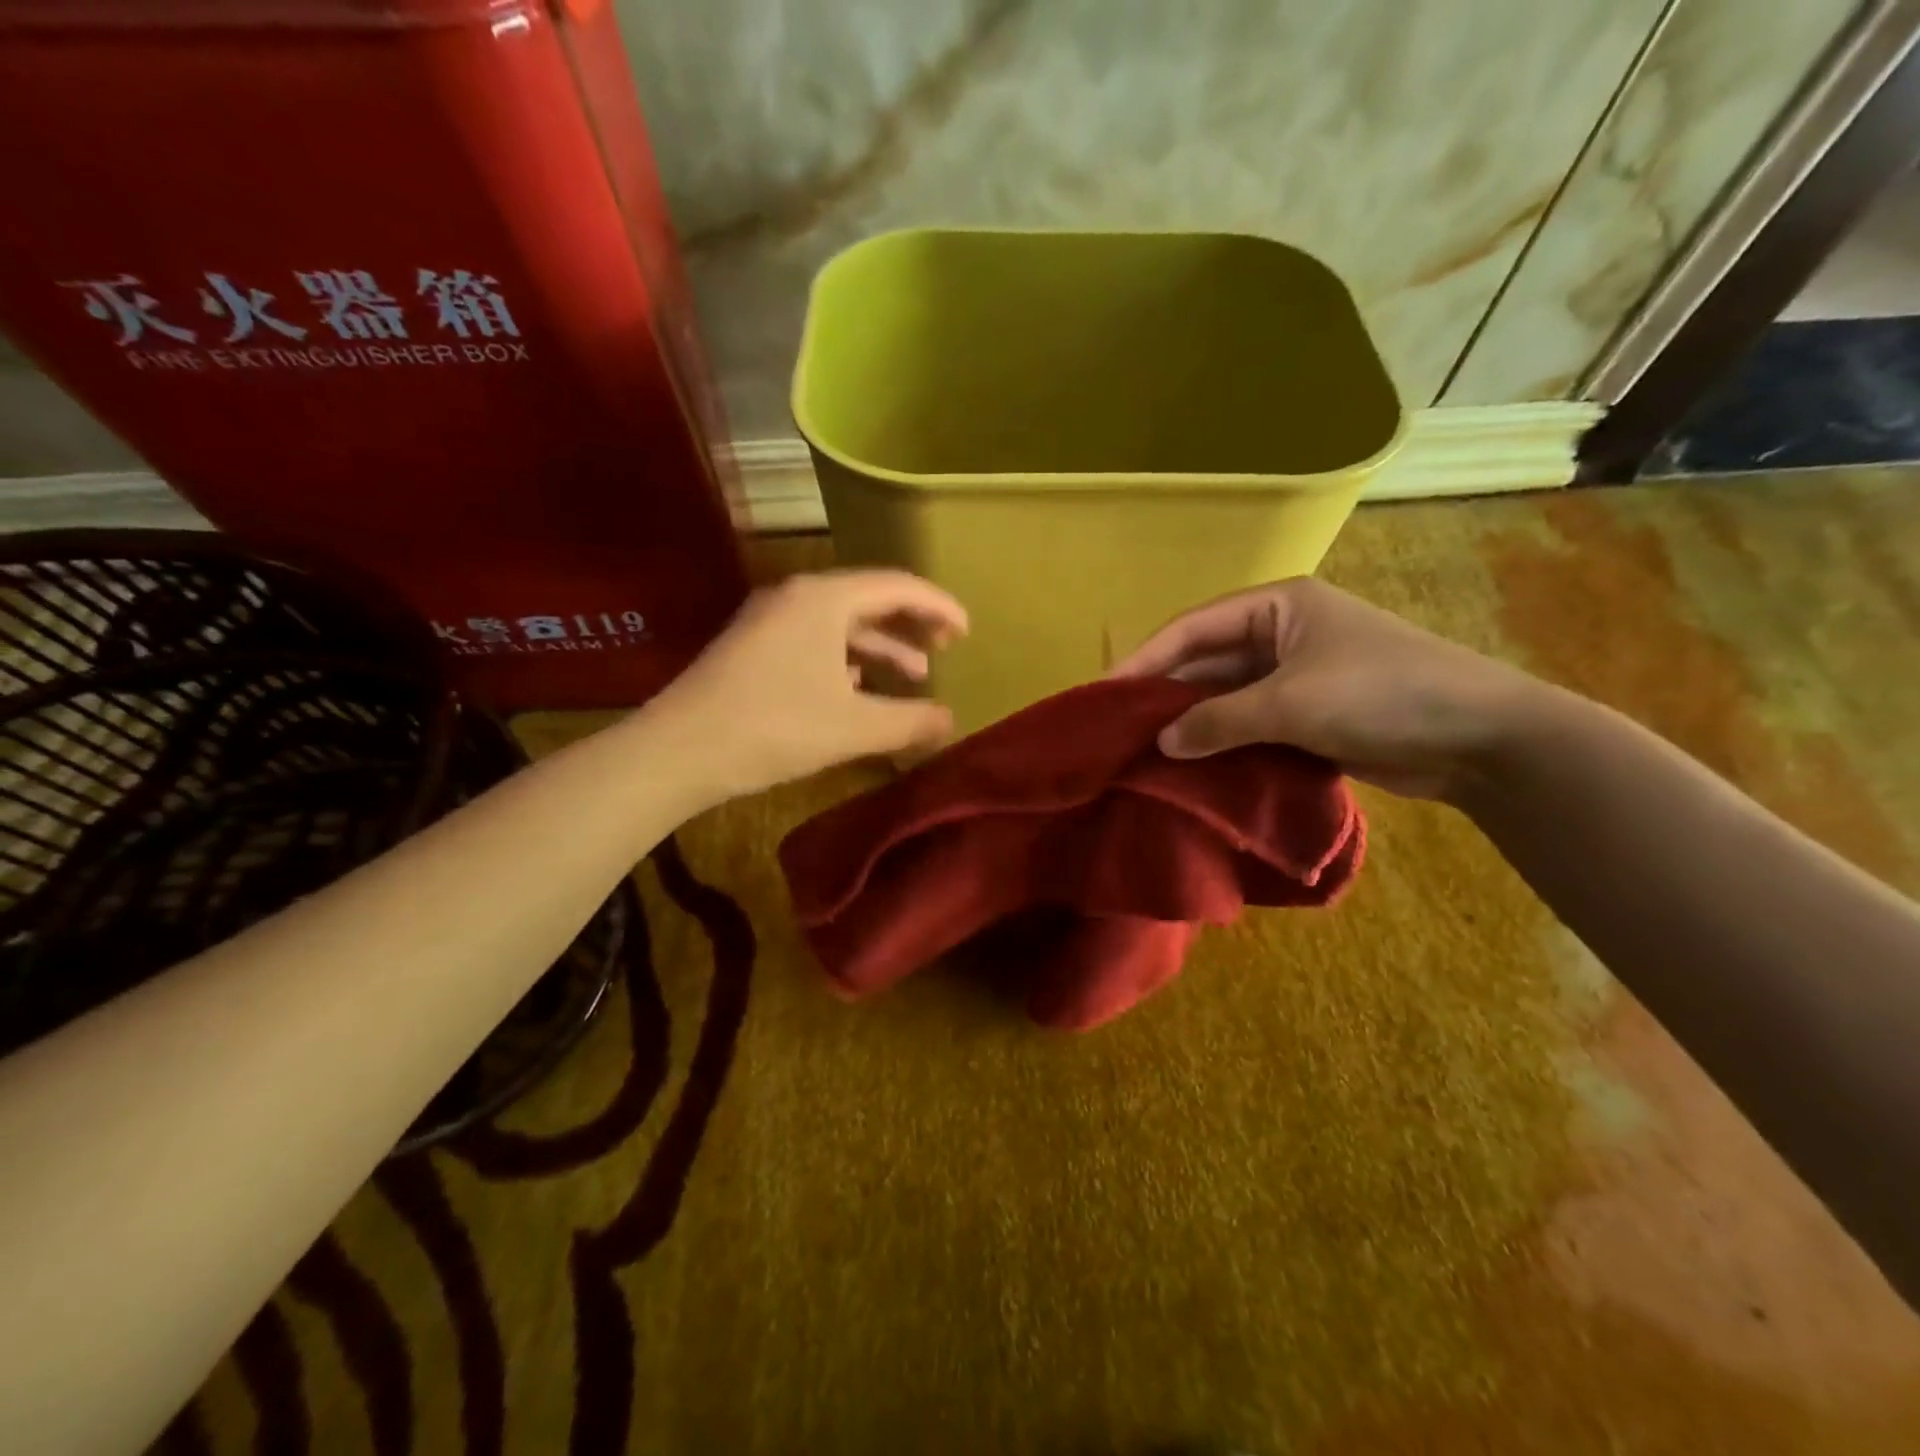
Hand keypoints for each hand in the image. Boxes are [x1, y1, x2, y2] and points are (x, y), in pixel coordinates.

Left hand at [646, 570, 967, 801]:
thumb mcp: (853, 727)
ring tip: (913, 675)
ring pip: (841, 624)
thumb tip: (951, 721)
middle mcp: (796, 596)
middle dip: (911, 623)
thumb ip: (910, 722)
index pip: (898, 586)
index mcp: (824, 599)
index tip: (967, 631)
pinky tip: (859, 689)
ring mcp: (769, 620)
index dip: (939, 606)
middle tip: (945, 647)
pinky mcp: (753, 646)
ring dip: (880, 647)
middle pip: (869, 598)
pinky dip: (847, 659)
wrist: (678, 750)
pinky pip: (815, 641)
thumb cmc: (774, 728)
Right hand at [1111, 577, 1538, 800]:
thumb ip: (1219, 720)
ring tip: (1143, 755)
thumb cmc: (1383, 694)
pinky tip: (1190, 769)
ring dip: (1191, 725)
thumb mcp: (1292, 703)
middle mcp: (1280, 634)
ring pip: (1225, 698)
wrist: (1483, 739)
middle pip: (1205, 663)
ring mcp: (1294, 676)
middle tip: (1116, 730)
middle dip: (1164, 696)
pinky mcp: (1307, 716)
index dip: (1145, 659)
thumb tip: (1161, 744)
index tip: (1103, 693)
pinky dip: (1221, 745)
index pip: (1193, 628)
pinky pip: (1248, 725)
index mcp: (1277, 606)